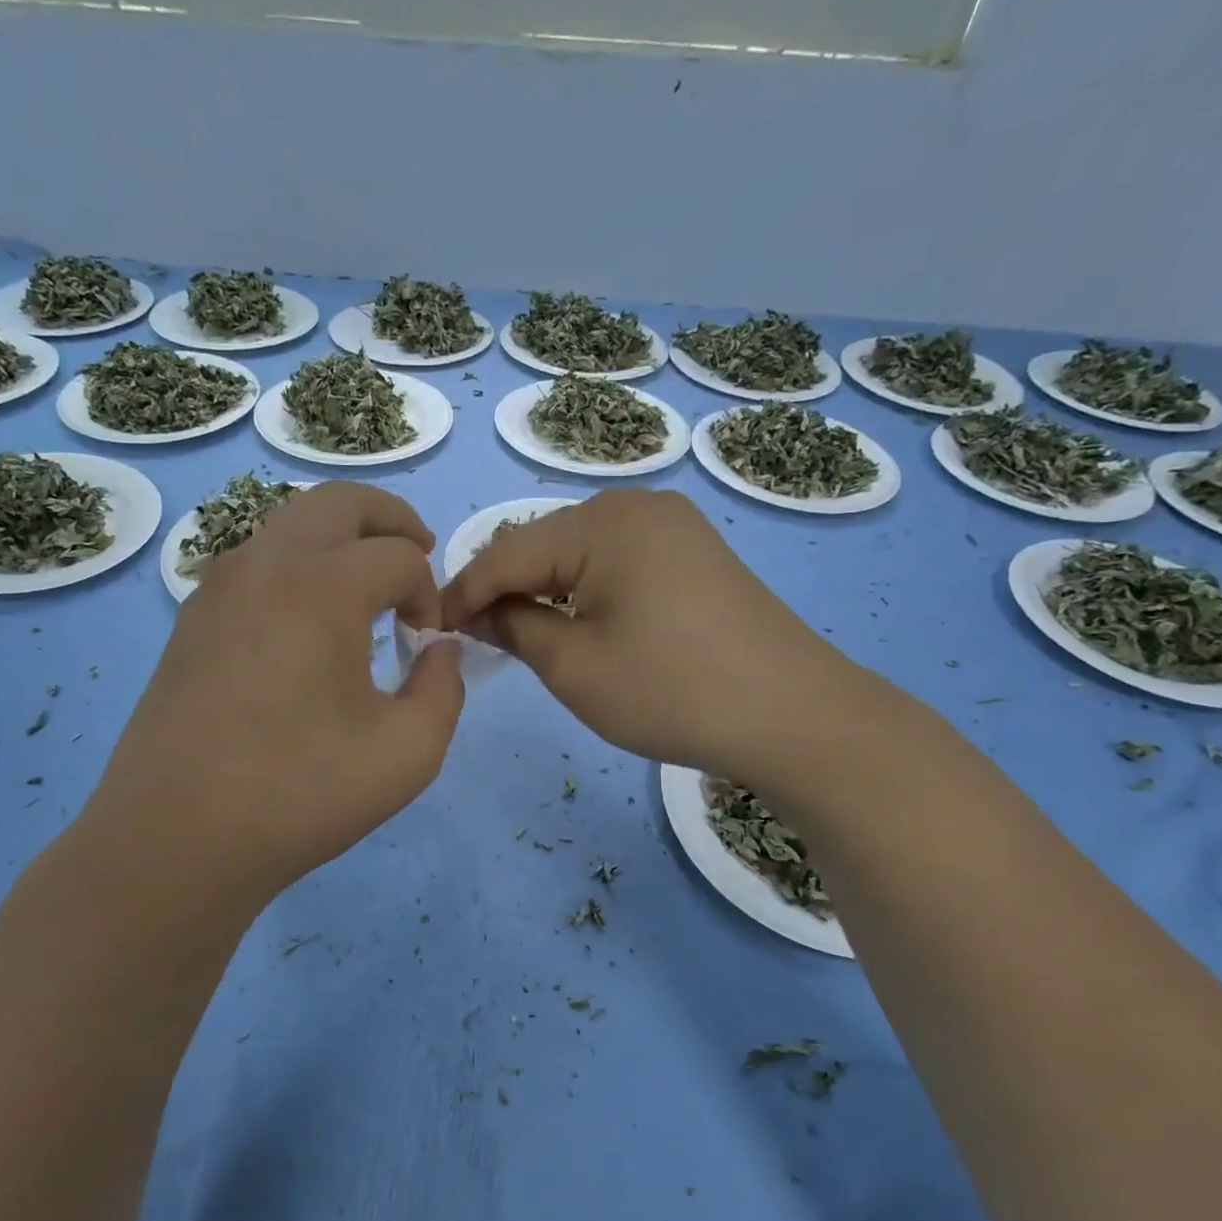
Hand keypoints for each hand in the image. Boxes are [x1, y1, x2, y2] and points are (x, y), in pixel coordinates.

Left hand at [85, 482, 463, 905]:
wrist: (177, 838)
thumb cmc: (301, 793)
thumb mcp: (408, 752)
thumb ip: (445, 687)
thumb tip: (440, 649)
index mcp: (322, 586)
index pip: (399, 557)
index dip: (430, 593)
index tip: (428, 642)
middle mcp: (265, 564)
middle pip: (339, 502)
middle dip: (391, 519)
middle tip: (418, 553)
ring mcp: (218, 586)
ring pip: (290, 524)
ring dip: (340, 538)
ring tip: (366, 586)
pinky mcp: (192, 618)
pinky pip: (256, 561)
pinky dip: (297, 566)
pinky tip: (307, 623)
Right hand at [440, 489, 869, 781]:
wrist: (794, 715)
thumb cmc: (671, 691)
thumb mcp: (574, 667)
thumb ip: (513, 628)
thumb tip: (474, 613)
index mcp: (603, 523)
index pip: (506, 551)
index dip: (461, 591)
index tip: (427, 626)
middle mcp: (636, 505)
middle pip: (542, 543)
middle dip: (502, 588)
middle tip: (472, 636)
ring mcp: (672, 525)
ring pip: (578, 552)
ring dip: (542, 589)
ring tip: (517, 632)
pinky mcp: (694, 551)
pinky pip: (616, 560)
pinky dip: (584, 589)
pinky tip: (576, 621)